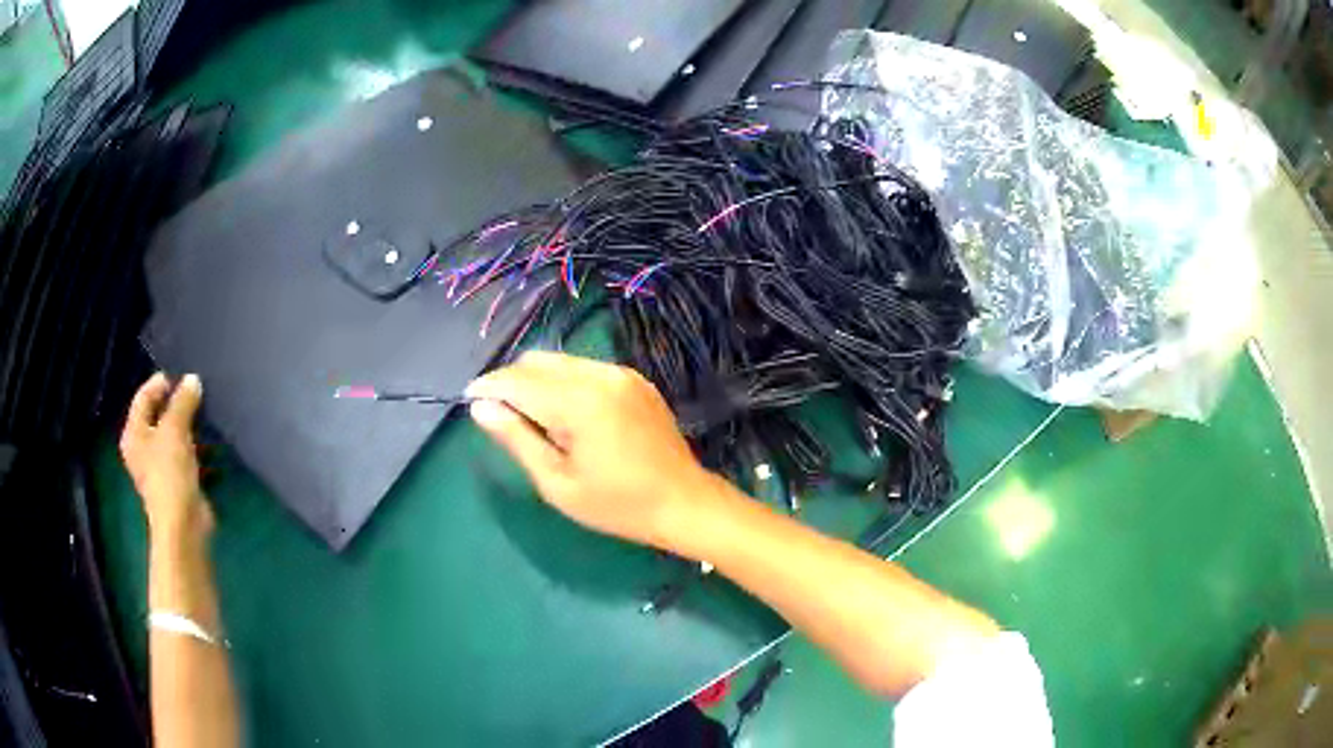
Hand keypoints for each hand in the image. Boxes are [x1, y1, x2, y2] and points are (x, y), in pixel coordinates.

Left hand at [120, 373, 212, 543]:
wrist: (183, 525)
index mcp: (134, 433)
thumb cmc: (170, 473)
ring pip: (174, 437)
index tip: (182, 377)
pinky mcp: (177, 483)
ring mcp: (159, 468)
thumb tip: (192, 380)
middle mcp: (142, 448)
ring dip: (190, 428)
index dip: (161, 383)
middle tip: (197, 395)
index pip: (143, 397)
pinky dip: (197, 450)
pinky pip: (185, 457)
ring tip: (207, 417)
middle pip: (158, 416)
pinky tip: (212, 446)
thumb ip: (183, 401)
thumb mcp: (175, 429)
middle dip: (177, 406)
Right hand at [466, 352, 721, 550]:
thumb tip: (480, 407)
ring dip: (538, 381)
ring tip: (536, 419)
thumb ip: (516, 439)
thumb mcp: (557, 482)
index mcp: (579, 402)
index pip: (517, 380)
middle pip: (537, 361)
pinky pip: (586, 368)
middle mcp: (599, 375)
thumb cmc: (617, 505)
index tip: (469, 400)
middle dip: (511, 382)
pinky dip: (565, 382)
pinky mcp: (634, 378)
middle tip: (502, 416)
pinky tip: (569, 415)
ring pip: (560, 361)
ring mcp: (621, 373)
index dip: (487, 387)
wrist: (683, 502)